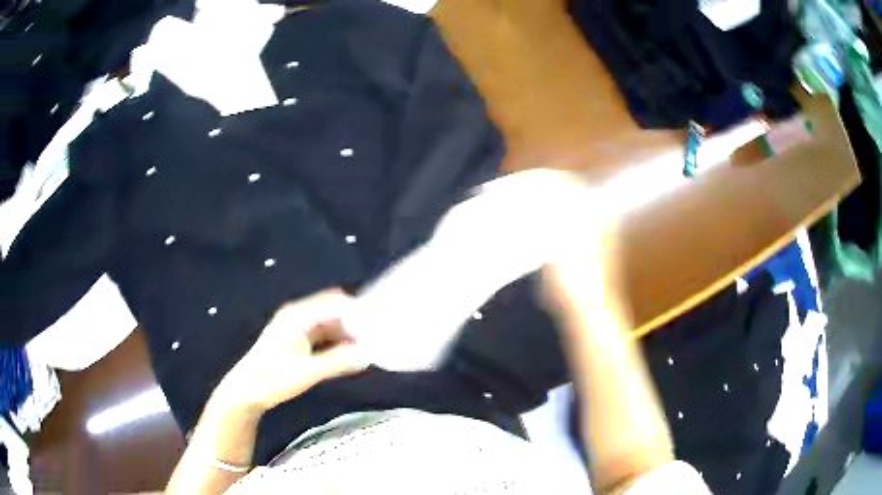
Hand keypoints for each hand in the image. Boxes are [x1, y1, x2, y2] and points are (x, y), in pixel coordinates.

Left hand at [213, 290, 368, 413]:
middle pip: (333, 312)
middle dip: (354, 324)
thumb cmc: (273, 379)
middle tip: (375, 341)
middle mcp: (298, 316)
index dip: (357, 311)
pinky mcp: (296, 341)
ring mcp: (296, 328)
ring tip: (365, 352)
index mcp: (298, 316)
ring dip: (346, 336)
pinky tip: (347, 358)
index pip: (335, 302)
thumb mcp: (308, 372)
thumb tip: (368, 354)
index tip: (378, 326)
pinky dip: (336, 344)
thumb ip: (339, 361)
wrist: (246, 391)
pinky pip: (323, 337)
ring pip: (329, 325)